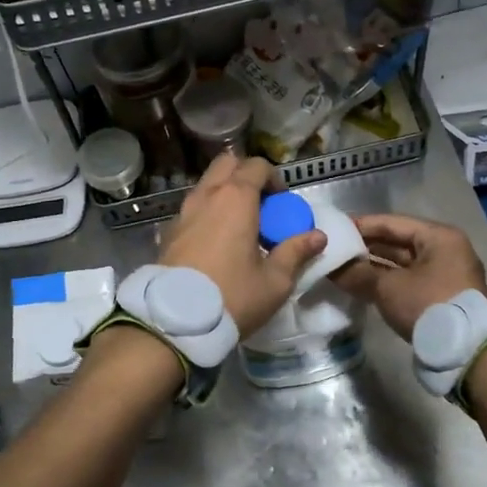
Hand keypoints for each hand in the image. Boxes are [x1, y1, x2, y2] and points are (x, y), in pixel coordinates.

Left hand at [160, 153, 325, 336]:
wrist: (174, 321)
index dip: (274, 179)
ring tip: (239, 226)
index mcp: (236, 199)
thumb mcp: (274, 281)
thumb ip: (296, 253)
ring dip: (225, 193)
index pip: (257, 166)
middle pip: (227, 164)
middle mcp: (207, 195)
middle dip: (246, 175)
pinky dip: (207, 212)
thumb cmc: (232, 296)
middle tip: (261, 206)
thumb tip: (318, 236)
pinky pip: (192, 208)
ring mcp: (183, 211)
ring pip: (207, 185)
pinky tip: (216, 243)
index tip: (283, 204)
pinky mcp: (169, 231)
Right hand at [333, 213, 486, 340]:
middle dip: (367, 247)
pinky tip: (363, 285)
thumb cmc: (428, 306)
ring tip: (343, 268)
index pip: (392, 223)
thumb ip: (358, 273)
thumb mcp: (388, 287)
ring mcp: (446, 274)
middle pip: (398, 242)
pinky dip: (388, 281)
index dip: (361, 225)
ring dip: (375, 266)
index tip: (336, 229)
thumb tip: (331, 268)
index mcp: (439, 237)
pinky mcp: (442, 296)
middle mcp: (446, 250)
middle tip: (336, 250)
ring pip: (403, 263)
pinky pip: (409, 280)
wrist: (466, 352)